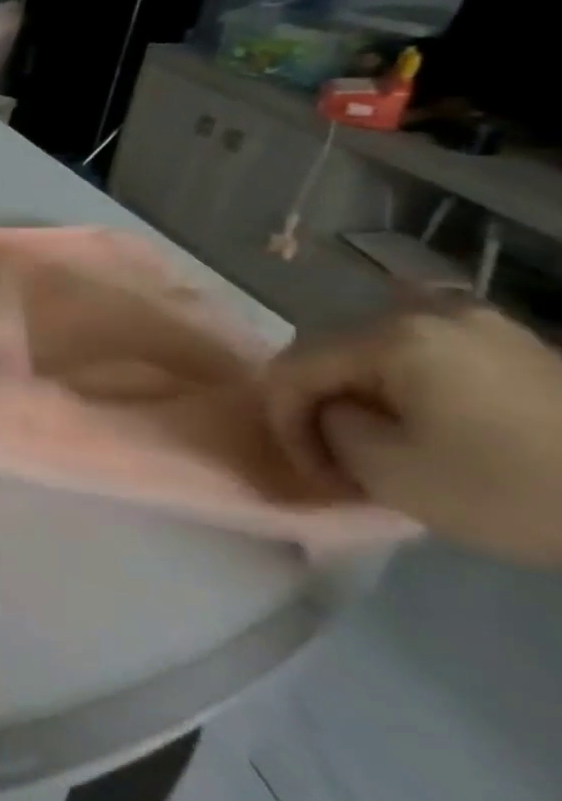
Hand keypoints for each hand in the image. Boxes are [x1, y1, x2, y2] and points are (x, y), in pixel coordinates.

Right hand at [265, 303, 561, 563]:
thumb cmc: (514, 489)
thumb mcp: (388, 471)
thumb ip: (328, 427)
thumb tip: (328, 411)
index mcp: (389, 334)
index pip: (293, 367)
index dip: (282, 418)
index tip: (306, 468)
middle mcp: (427, 311)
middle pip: (331, 351)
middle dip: (320, 402)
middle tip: (333, 456)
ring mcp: (481, 322)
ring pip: (377, 351)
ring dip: (361, 392)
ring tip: (374, 438)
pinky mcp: (518, 344)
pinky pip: (428, 354)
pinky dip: (405, 384)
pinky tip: (416, 418)